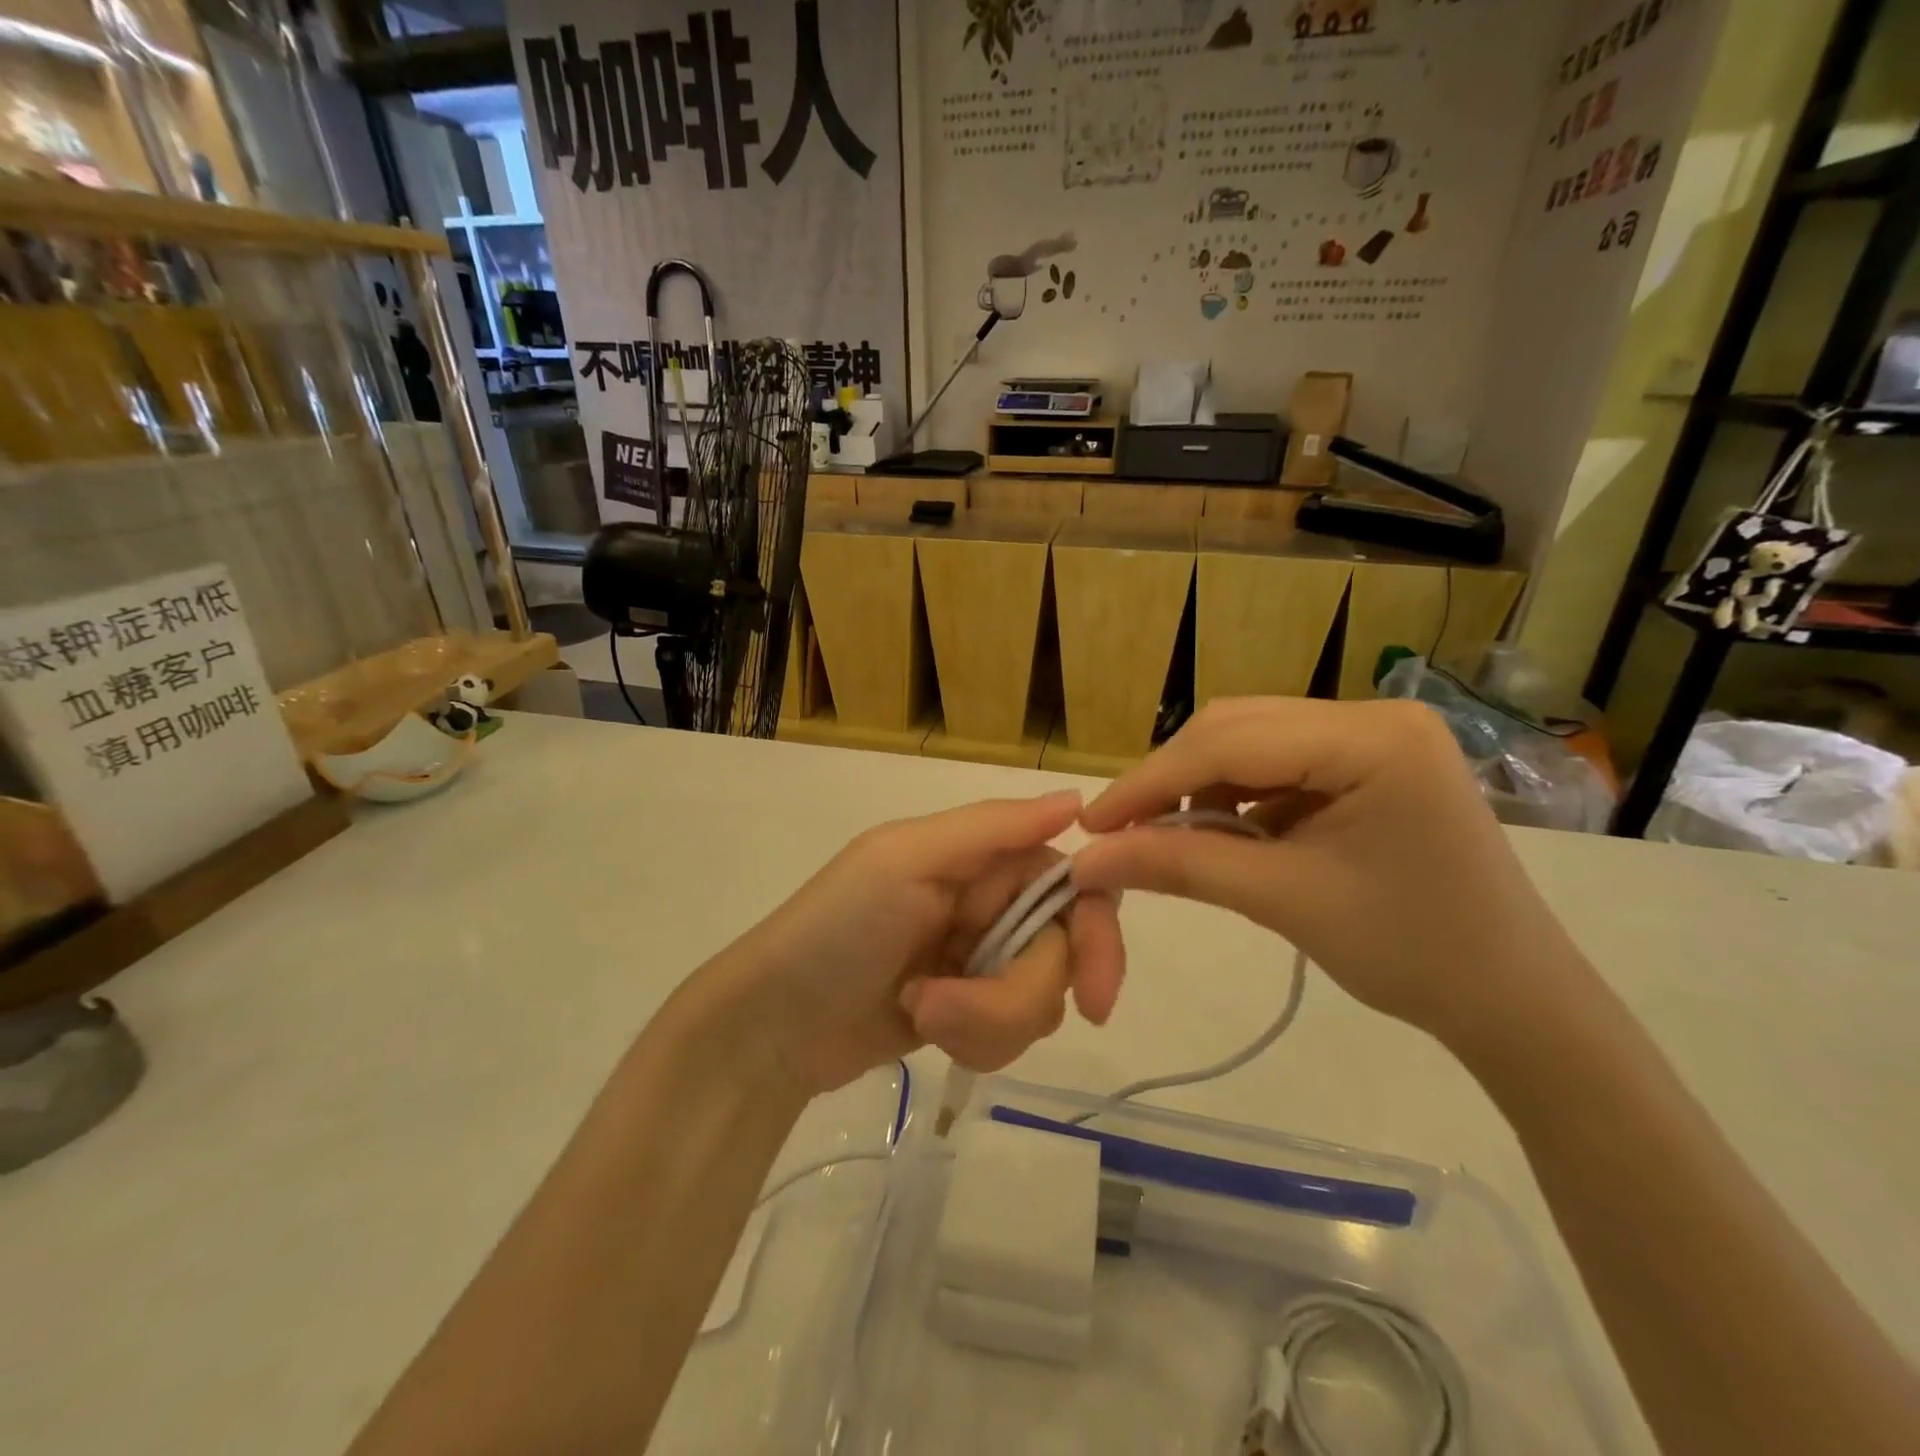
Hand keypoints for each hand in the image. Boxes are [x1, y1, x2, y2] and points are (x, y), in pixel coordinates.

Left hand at [700, 792, 1125, 1097]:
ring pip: (1040, 1000)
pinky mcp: (970, 1012)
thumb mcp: (907, 860)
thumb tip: (1077, 798)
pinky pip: (1012, 1033)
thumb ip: (993, 828)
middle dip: (1015, 993)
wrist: (775, 1023)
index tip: (1096, 992)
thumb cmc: (838, 927)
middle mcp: (991, 902)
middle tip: (953, 1011)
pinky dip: (974, 1040)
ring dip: (985, 1020)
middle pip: (1062, 952)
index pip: (1074, 882)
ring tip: (922, 1011)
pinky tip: (924, 1028)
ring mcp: (981, 960)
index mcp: (983, 857)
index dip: (1097, 932)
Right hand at [1072, 699, 1587, 1048]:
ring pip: (1250, 741)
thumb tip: (1087, 860)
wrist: (1511, 999)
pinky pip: (1277, 762)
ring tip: (1165, 837)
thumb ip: (1180, 866)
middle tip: (1119, 832)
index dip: (1149, 782)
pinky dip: (1234, 795)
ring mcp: (1374, 735)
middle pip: (1236, 728)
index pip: (1229, 743)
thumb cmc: (1411, 954)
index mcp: (1373, 739)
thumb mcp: (1284, 902)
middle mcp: (1374, 714)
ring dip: (1198, 785)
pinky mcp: (1368, 760)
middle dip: (1170, 779)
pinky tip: (1218, 831)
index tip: (1091, 825)